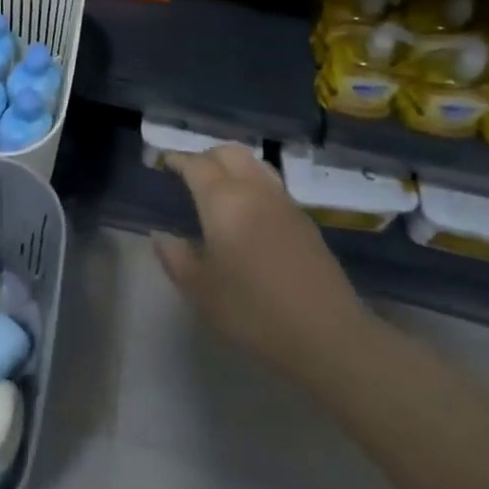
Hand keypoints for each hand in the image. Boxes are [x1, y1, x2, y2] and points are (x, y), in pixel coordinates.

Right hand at [152, 146, 370, 375]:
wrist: (328, 335)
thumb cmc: (255, 312)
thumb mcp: (203, 292)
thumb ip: (177, 259)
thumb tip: (160, 236)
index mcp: (223, 201)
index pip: (196, 165)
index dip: (177, 160)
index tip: (164, 163)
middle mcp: (253, 190)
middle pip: (228, 153)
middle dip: (206, 156)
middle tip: (190, 172)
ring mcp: (283, 202)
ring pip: (254, 163)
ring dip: (232, 164)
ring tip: (220, 184)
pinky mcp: (305, 220)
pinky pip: (272, 183)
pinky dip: (253, 181)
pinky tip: (250, 209)